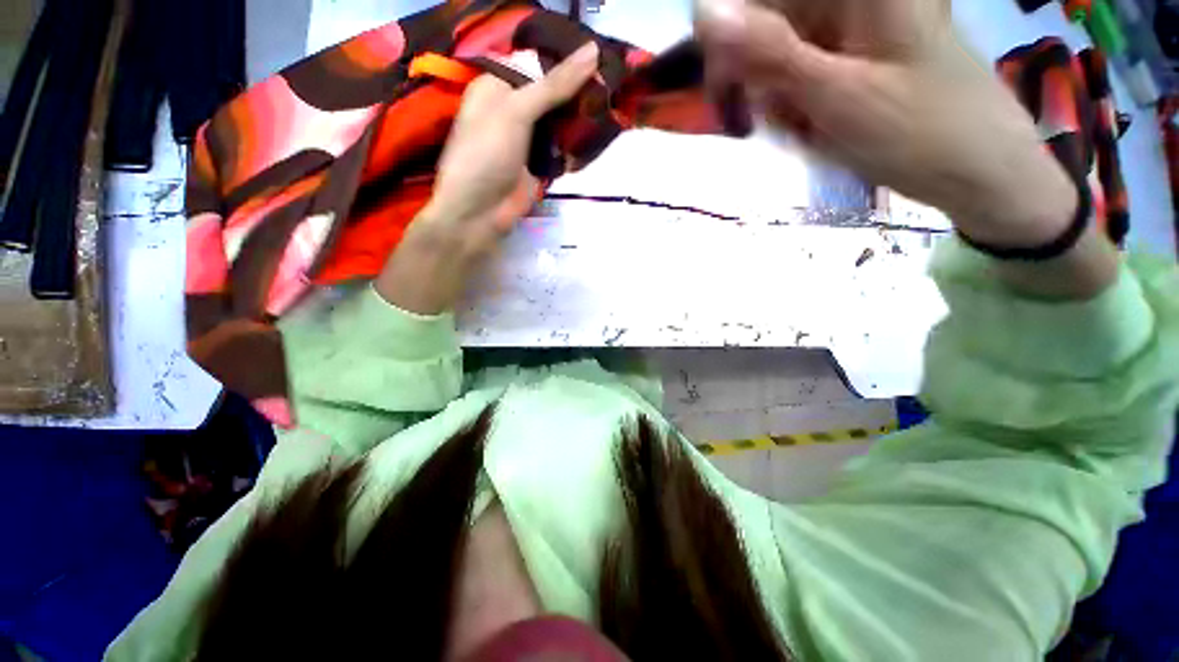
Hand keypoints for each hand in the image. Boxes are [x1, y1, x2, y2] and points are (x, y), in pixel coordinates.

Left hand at [418, 41, 600, 257]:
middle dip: (578, 91)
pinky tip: (598, 136)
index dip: (566, 60)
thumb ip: (553, 85)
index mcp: (498, 86)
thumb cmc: (486, 154)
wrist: (481, 212)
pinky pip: (562, 149)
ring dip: (581, 118)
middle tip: (612, 83)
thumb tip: (592, 51)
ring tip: (612, 105)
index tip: (600, 57)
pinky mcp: (539, 165)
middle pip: (551, 93)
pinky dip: (576, 145)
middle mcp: (513, 109)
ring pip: (559, 121)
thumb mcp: (515, 111)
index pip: (537, 63)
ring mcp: (528, 139)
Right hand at [694, 0, 1078, 247]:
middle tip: (771, 121)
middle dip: (755, 78)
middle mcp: (851, 0)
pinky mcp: (854, 52)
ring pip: (778, 54)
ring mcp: (853, 25)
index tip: (725, 92)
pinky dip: (795, 104)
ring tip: (807, 129)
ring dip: (778, 98)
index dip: (727, 39)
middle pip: (765, 24)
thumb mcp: (837, 94)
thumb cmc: (919, 132)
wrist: (981, 169)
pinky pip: (800, 72)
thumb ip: (770, 52)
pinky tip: (815, 126)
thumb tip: (705, 13)